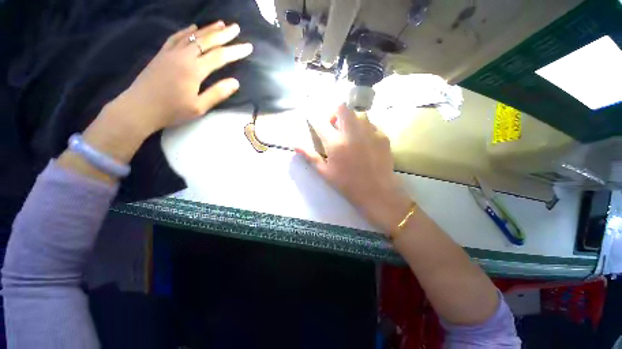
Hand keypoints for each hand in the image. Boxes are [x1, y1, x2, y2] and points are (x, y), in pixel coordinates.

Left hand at [60, 22, 252, 182]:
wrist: (139, 108)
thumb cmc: (172, 111)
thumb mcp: (199, 107)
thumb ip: (217, 93)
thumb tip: (235, 82)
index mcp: (194, 70)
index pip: (220, 56)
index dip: (235, 51)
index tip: (248, 47)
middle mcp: (183, 56)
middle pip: (206, 40)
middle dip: (223, 34)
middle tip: (236, 27)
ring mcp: (170, 52)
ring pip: (192, 36)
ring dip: (208, 29)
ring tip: (220, 24)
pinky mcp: (162, 54)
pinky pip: (176, 37)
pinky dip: (187, 31)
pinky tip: (193, 27)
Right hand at [297, 104, 411, 234]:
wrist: (376, 191)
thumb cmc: (347, 183)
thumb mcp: (325, 172)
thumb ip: (310, 156)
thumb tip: (295, 146)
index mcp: (335, 143)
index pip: (320, 123)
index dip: (315, 120)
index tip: (315, 122)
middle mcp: (352, 132)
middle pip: (342, 108)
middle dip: (336, 113)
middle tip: (336, 126)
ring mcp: (369, 132)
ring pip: (359, 113)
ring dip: (352, 120)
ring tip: (352, 134)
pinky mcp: (382, 136)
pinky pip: (372, 124)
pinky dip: (365, 128)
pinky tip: (366, 141)